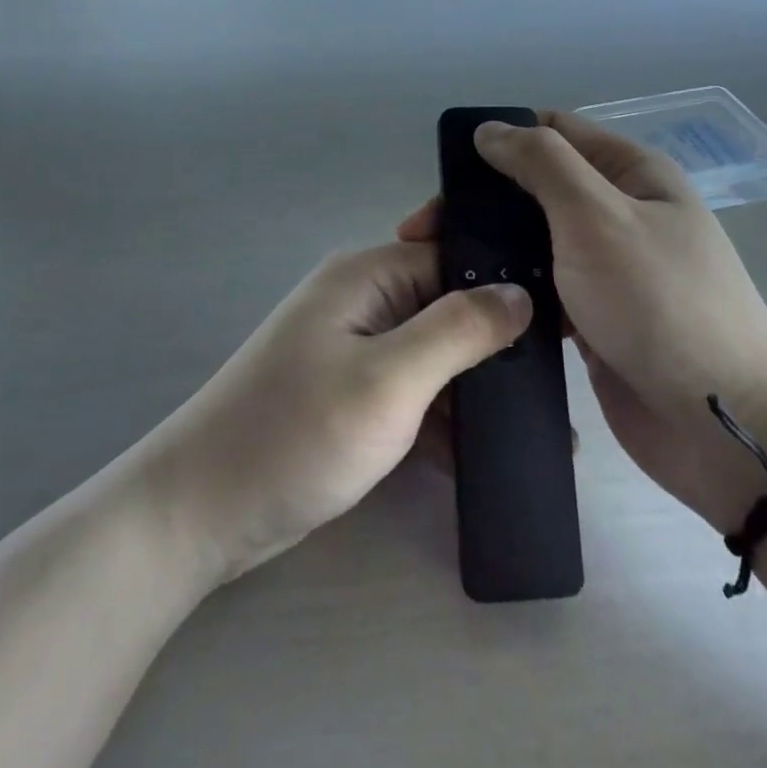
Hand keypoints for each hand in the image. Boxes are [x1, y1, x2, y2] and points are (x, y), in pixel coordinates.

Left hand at [146, 241, 531, 584]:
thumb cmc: (297, 432)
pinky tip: (488, 454)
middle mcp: (362, 299)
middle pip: (447, 304)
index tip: (564, 318)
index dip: (507, 281)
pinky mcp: (351, 393)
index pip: (453, 257)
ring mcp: (354, 348)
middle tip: (558, 378)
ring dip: (475, 386)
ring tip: (542, 425)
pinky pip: (413, 390)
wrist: (202, 511)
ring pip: (434, 352)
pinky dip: (444, 417)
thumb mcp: (389, 379)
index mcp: (368, 274)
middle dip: (498, 340)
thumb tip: (520, 293)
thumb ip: (458, 330)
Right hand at [403, 112, 766, 533]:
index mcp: (631, 173)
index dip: (500, 139)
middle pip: (536, 187)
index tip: (447, 170)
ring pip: (533, 241)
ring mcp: (607, 268)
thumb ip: (542, 164)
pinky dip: (509, 291)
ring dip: (491, 249)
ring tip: (433, 269)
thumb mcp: (599, 216)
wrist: (723, 427)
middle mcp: (619, 212)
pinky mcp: (593, 318)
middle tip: (423, 232)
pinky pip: (541, 289)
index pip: (553, 130)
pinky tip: (466, 306)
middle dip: (483, 201)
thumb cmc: (661, 303)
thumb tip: (490, 130)